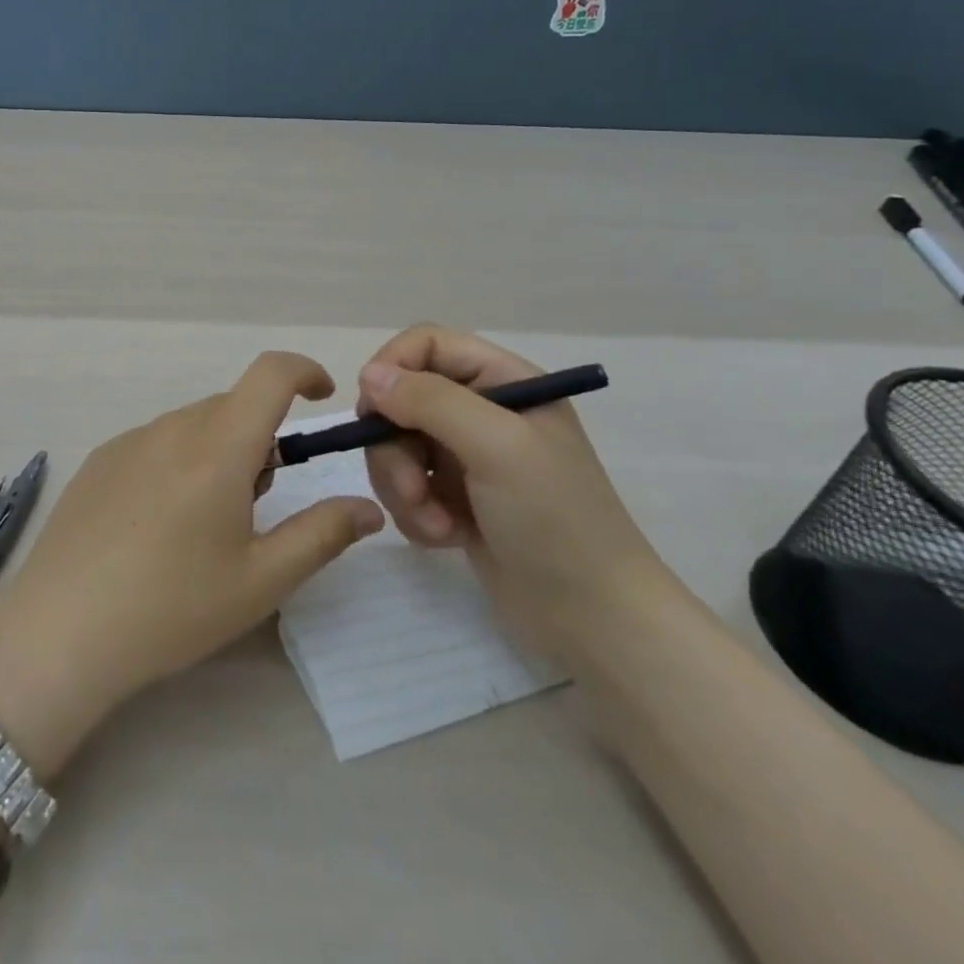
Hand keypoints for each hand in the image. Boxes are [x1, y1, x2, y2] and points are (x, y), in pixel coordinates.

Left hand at [0, 352, 383, 772]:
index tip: (321, 399)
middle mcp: (172, 428)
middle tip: (256, 506)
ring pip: (194, 426)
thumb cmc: (172, 607)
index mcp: (218, 447)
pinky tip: (156, 526)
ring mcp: (129, 441)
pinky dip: (178, 462)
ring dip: (218, 453)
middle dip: (260, 439)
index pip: (270, 374)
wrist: (61, 630)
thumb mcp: (261, 580)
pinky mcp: (99, 460)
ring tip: (203, 527)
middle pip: (233, 407)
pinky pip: (156, 442)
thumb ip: (322, 534)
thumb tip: (367, 507)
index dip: (304, 371)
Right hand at [355, 324, 671, 652]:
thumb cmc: (556, 520)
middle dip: (394, 447)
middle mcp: (481, 411)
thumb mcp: (498, 448)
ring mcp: (465, 456)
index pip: (426, 344)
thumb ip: (432, 402)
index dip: (392, 367)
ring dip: (402, 486)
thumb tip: (368, 376)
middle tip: (412, 488)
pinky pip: (405, 486)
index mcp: (504, 381)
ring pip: (395, 445)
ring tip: (437, 523)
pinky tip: (446, 537)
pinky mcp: (453, 497)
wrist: (595, 620)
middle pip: (401, 399)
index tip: (373, 410)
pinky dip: (415, 512)